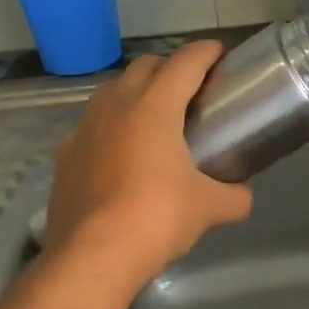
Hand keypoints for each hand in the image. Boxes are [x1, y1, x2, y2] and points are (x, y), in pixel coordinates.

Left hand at [45, 42, 252, 284]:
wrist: (92, 256)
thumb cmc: (156, 218)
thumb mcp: (207, 208)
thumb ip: (233, 196)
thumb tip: (243, 196)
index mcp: (154, 106)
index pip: (185, 61)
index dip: (207, 52)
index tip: (222, 55)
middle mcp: (116, 105)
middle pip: (145, 66)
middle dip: (170, 68)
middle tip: (192, 90)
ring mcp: (84, 128)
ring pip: (113, 91)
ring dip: (136, 92)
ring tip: (155, 118)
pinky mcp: (65, 154)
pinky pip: (91, 126)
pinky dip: (110, 127)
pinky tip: (119, 154)